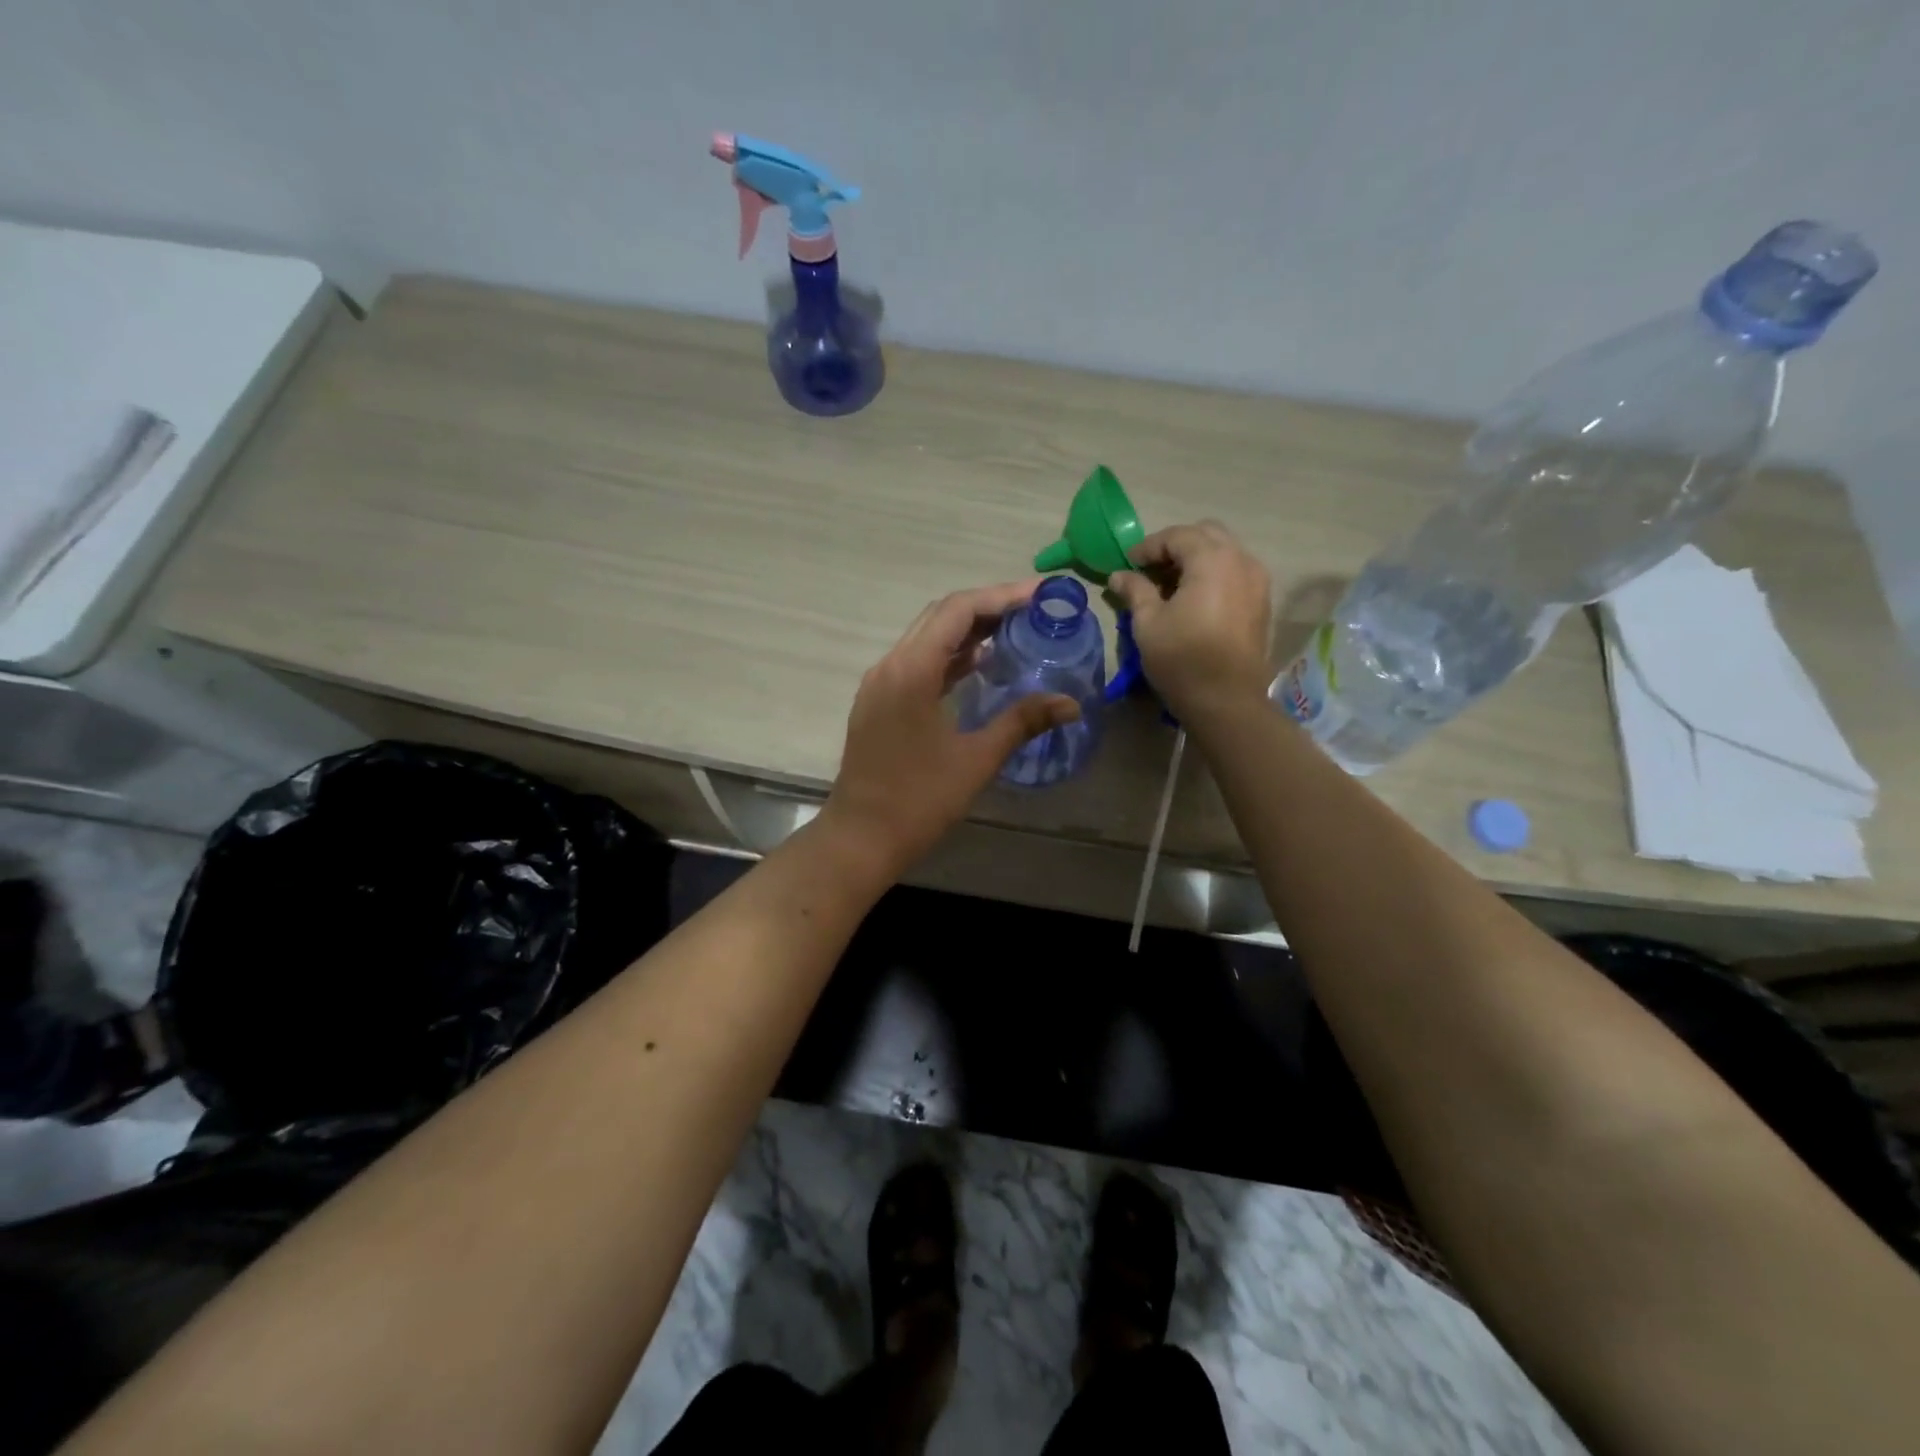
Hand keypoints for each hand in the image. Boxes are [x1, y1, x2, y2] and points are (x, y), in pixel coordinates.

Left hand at [823, 582, 1079, 872]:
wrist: (860, 838)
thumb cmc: (918, 802)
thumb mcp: (976, 760)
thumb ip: (1022, 722)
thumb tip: (1071, 704)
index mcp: (911, 671)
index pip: (958, 610)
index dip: (1002, 596)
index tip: (1041, 596)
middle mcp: (890, 665)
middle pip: (941, 616)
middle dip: (988, 606)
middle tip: (1034, 611)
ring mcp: (880, 683)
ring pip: (927, 638)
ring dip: (968, 630)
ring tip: (1015, 631)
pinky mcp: (879, 702)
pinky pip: (917, 662)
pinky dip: (949, 655)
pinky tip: (980, 665)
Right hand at [1109, 521, 1272, 718]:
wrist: (1227, 700)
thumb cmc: (1182, 658)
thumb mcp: (1148, 623)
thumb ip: (1135, 590)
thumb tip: (1119, 575)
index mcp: (1212, 559)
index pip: (1176, 535)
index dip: (1148, 547)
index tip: (1128, 565)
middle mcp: (1241, 560)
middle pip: (1205, 534)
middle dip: (1175, 546)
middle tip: (1150, 570)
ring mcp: (1257, 580)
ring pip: (1224, 551)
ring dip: (1196, 559)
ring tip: (1170, 585)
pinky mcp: (1262, 602)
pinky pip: (1235, 572)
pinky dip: (1213, 575)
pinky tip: (1193, 599)